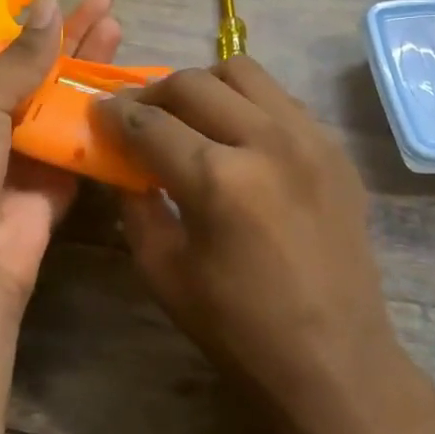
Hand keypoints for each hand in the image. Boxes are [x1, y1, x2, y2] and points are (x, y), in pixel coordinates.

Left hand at [0, 0, 122, 329]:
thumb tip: (48, 5)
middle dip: (73, 46)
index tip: (69, 4)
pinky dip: (106, 127)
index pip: (3, 60)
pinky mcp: (56, 191)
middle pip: (39, 81)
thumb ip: (17, 60)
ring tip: (123, 39)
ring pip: (65, 112)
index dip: (37, 33)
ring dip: (93, 78)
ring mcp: (25, 163)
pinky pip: (84, 153)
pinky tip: (133, 97)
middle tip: (108, 13)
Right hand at [99, 58, 415, 433]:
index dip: (115, 114)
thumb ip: (137, 206)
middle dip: (153, 92)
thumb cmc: (239, 329)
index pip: (149, 123)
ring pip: (244, 72)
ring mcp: (309, 138)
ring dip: (204, 86)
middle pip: (194, 83)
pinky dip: (248, 104)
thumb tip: (123, 165)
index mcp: (217, 179)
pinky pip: (281, 99)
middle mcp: (266, 140)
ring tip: (189, 115)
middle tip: (138, 114)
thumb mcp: (164, 272)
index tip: (99, 111)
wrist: (335, 361)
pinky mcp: (335, 149)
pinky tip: (237, 137)